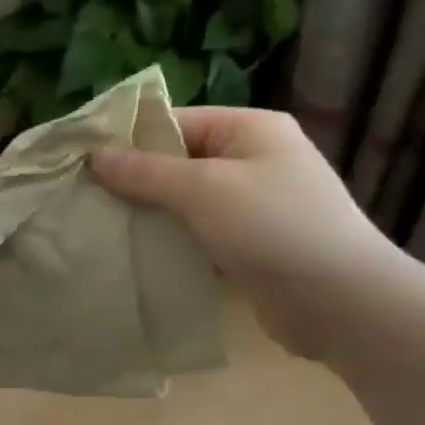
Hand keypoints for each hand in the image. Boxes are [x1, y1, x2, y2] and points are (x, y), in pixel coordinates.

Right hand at [91, 107, 400, 358]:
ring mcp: (254, 206)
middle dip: (136, 182)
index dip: (130, 140)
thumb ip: (147, 172)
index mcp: (250, 129)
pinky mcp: (250, 247)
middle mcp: (254, 160)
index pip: (177, 122)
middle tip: (85, 200)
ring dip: (152, 217)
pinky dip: (173, 244)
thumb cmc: (273, 227)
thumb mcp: (204, 190)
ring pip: (187, 204)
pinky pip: (200, 236)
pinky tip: (137, 257)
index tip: (82, 163)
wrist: (342, 302)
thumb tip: (95, 155)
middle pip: (180, 163)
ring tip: (102, 229)